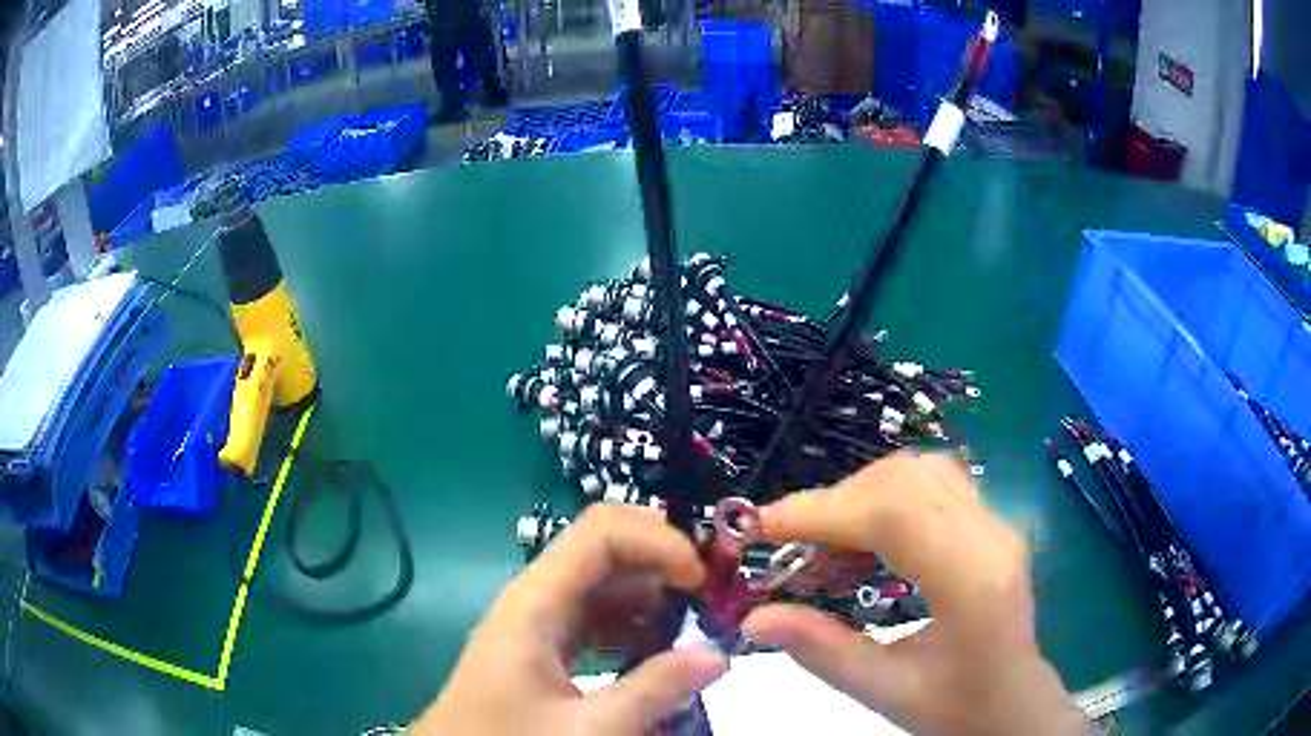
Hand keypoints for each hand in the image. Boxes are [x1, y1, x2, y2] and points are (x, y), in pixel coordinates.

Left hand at [411, 504, 727, 734]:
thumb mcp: (587, 729)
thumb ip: (654, 691)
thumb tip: (720, 654)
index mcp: (536, 602)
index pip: (601, 533)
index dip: (658, 541)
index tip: (702, 580)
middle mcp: (537, 599)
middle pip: (604, 548)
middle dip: (662, 561)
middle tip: (713, 594)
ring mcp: (539, 622)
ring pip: (603, 584)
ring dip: (652, 593)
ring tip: (698, 621)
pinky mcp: (545, 647)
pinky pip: (596, 618)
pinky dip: (634, 622)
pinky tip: (661, 648)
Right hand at [743, 452, 1091, 734]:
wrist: (1015, 704)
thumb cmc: (958, 707)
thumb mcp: (886, 692)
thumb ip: (821, 651)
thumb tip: (753, 618)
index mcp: (973, 582)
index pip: (895, 516)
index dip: (822, 511)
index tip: (760, 525)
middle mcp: (992, 535)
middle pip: (907, 478)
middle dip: (836, 500)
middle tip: (789, 542)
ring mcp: (997, 522)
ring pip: (920, 470)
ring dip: (861, 492)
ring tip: (824, 540)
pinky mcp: (991, 523)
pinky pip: (932, 483)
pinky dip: (885, 495)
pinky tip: (865, 536)